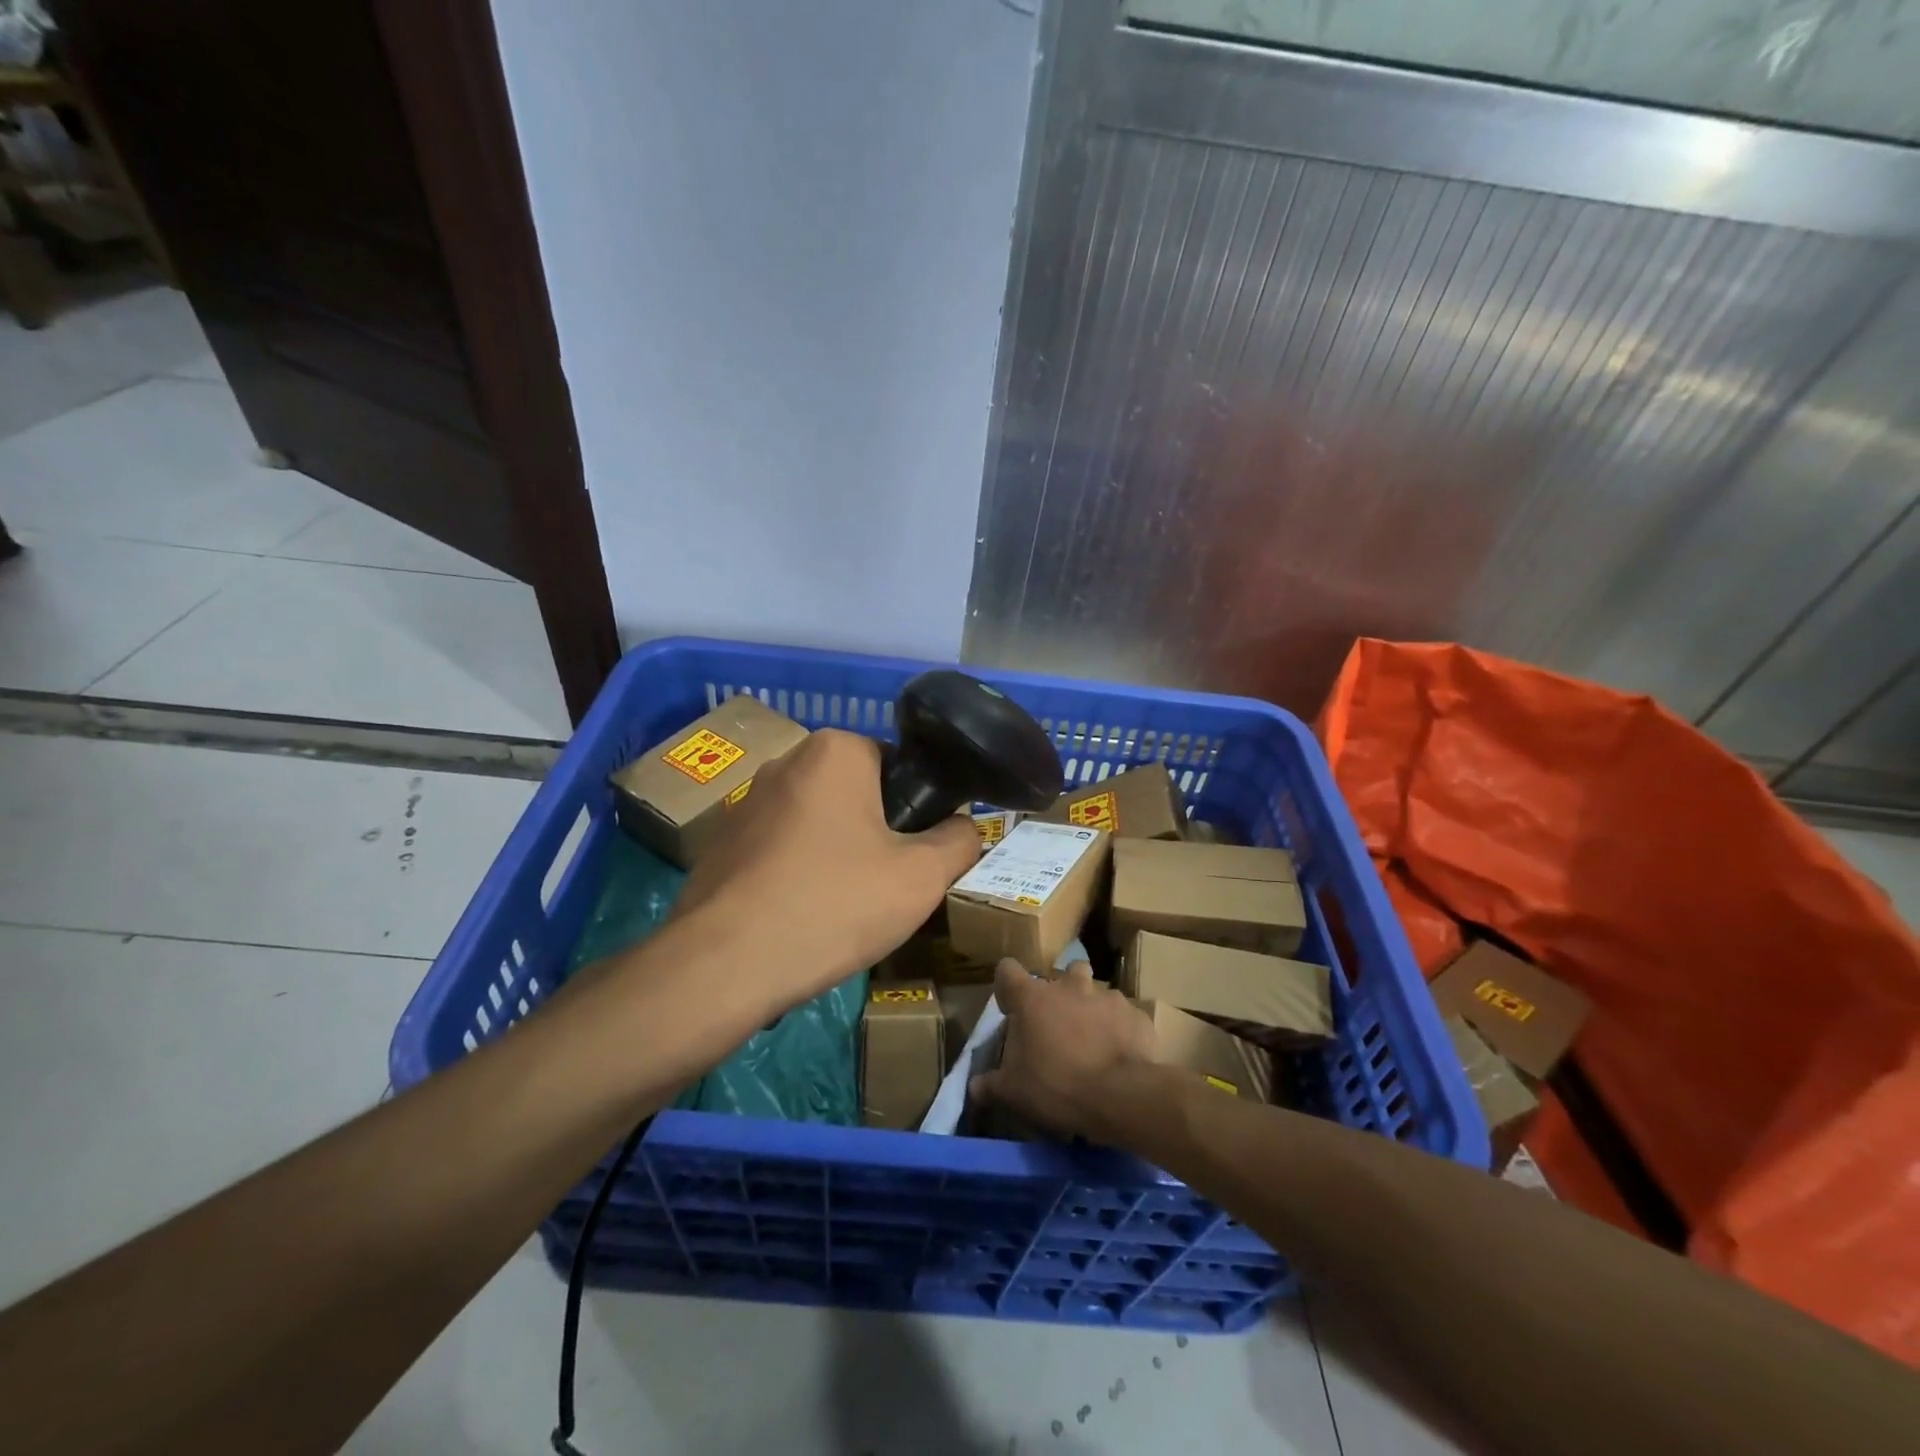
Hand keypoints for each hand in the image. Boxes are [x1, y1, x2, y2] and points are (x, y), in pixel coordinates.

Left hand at [675, 729, 979, 1008]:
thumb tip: (966, 827)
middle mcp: (786, 761)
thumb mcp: (922, 877)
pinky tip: (800, 917)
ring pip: (819, 824)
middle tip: (886, 886)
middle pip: (857, 794)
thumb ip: (961, 841)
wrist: (724, 964)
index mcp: (835, 750)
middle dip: (876, 834)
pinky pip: (782, 850)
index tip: (916, 857)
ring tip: (843, 909)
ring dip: (838, 855)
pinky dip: (799, 874)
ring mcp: (746, 802)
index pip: (899, 767)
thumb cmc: (834, 904)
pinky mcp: (721, 843)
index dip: (916, 812)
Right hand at [969, 959, 1156, 1140]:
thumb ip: (990, 1084)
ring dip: (1092, 1009)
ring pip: (1096, 991)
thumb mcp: (1013, 1091)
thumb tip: (973, 1087)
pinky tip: (1120, 1054)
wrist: (1119, 1096)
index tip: (1010, 1008)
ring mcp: (1106, 996)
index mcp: (1032, 997)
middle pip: (1063, 972)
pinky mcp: (1135, 1014)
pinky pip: (1124, 1016)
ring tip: (1093, 1040)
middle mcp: (1069, 986)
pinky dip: (1120, 1029)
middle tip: (1059, 1024)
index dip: (1007, 986)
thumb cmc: (1056, 1085)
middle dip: (1062, 991)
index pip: (1007, 970)